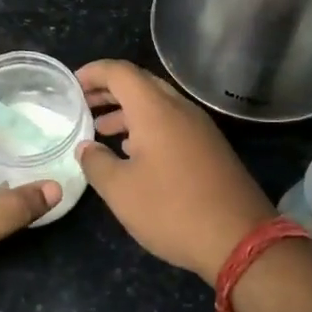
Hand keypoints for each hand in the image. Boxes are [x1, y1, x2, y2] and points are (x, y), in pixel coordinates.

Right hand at [75, 59, 275, 283]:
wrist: (240, 239)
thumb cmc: (172, 210)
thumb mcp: (121, 191)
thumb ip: (96, 163)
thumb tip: (86, 147)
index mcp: (155, 109)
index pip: (120, 72)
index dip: (93, 73)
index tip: (70, 85)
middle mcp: (180, 109)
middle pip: (140, 83)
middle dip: (108, 91)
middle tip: (82, 105)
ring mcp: (199, 128)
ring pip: (157, 104)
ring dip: (127, 111)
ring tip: (101, 131)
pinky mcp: (210, 147)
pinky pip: (172, 123)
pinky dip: (146, 127)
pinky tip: (132, 152)